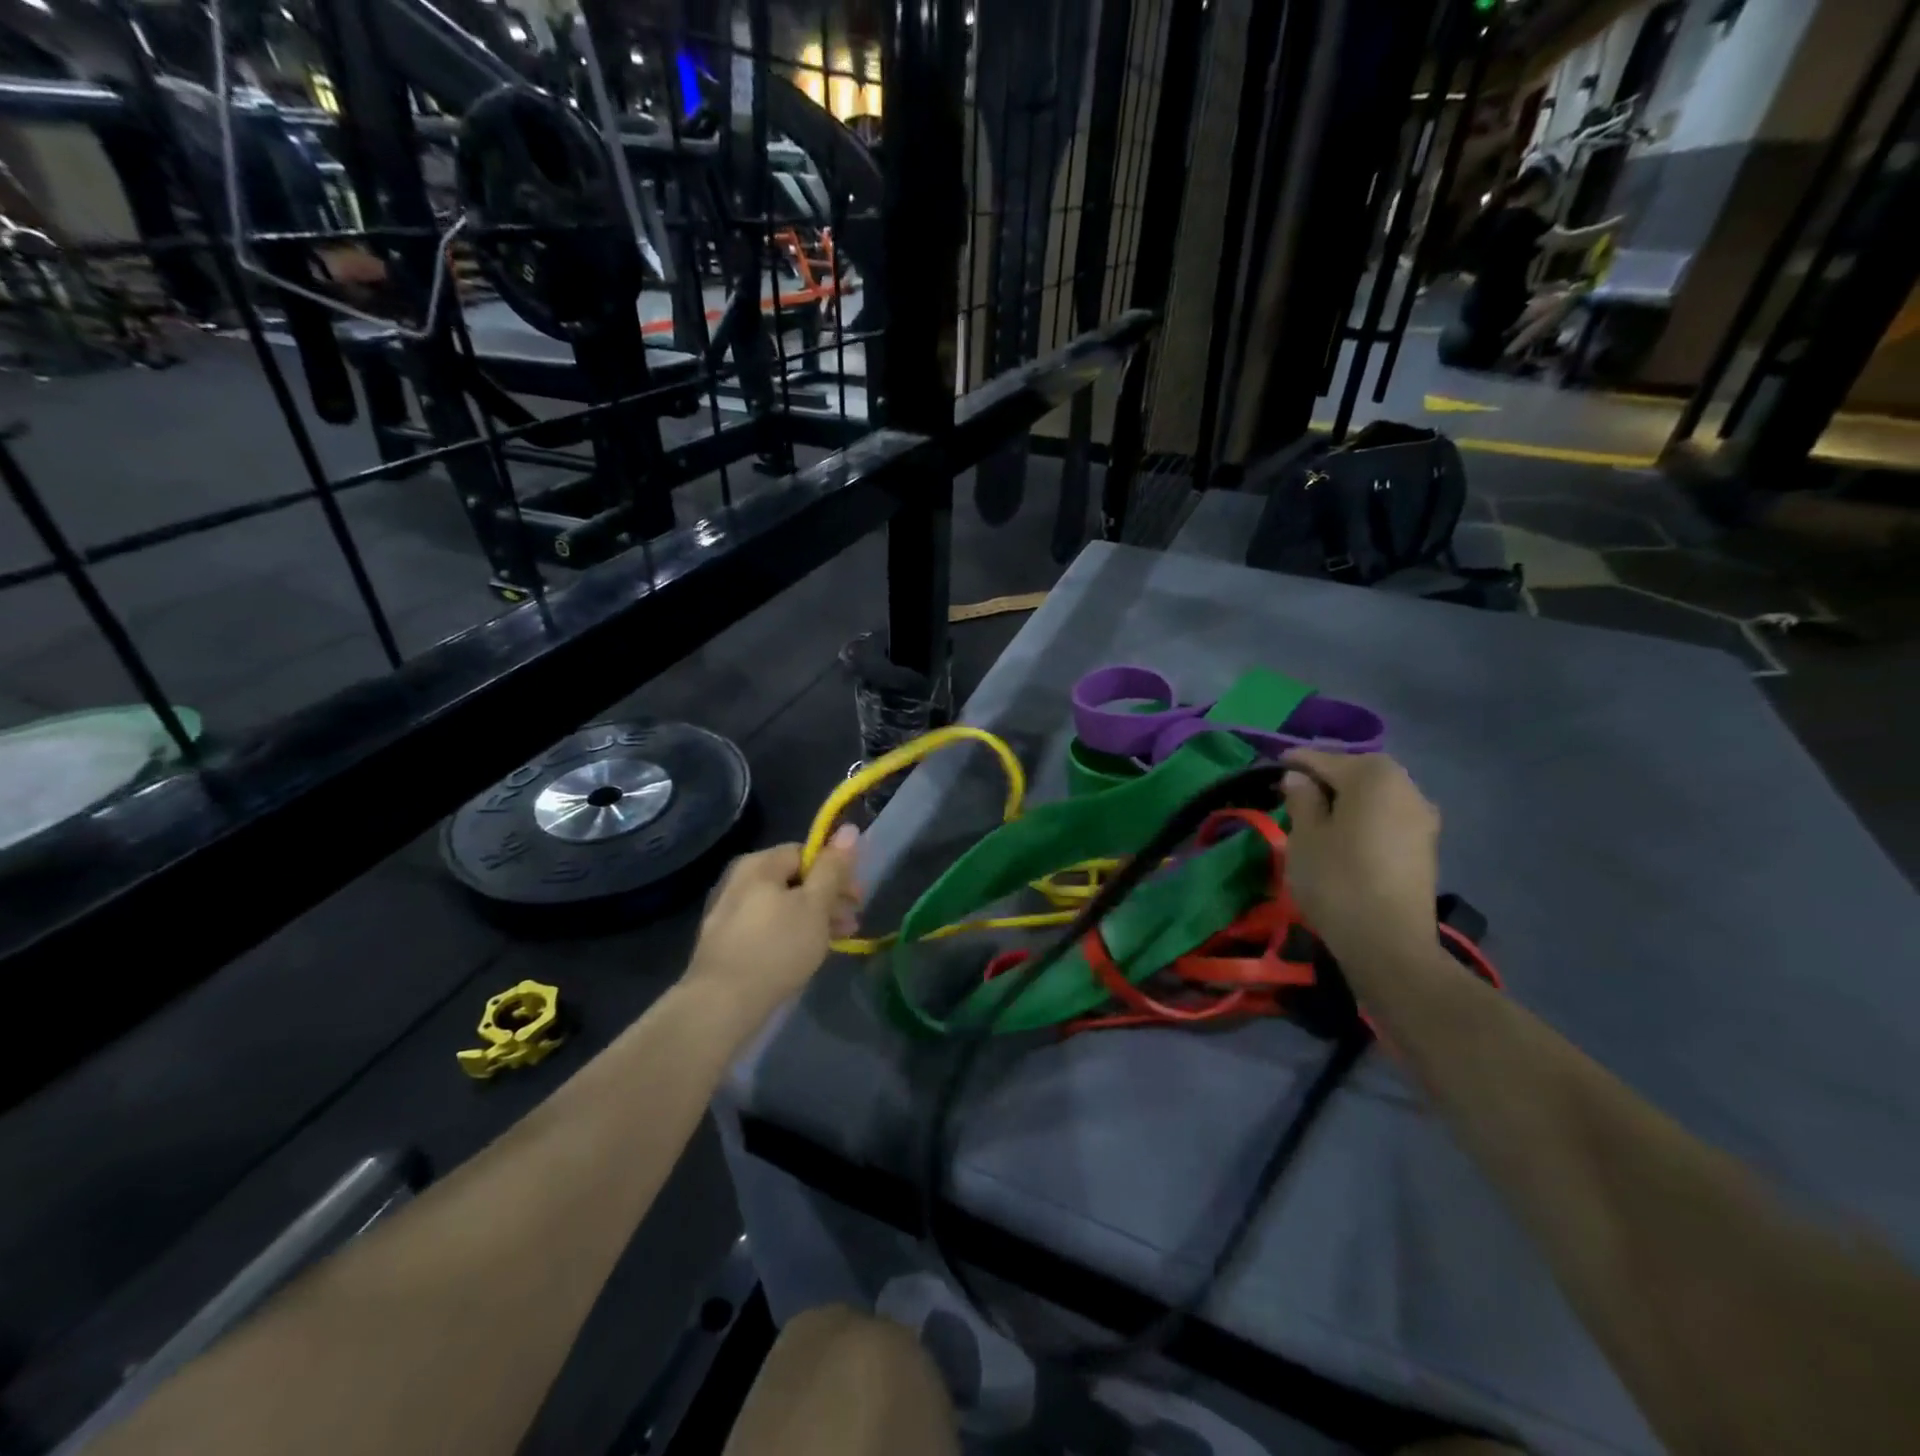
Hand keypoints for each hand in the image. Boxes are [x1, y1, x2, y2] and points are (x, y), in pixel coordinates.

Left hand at [684, 827, 861, 1017]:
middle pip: (794, 880)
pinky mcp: (725, 942)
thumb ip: (833, 867)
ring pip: (782, 906)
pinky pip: (767, 928)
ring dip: (813, 919)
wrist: (721, 1004)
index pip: (805, 852)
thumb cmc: (777, 947)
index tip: (857, 898)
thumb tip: (849, 829)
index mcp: (759, 864)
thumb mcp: (815, 904)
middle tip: (852, 923)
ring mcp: (728, 912)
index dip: (836, 871)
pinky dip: (790, 934)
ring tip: (836, 942)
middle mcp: (739, 880)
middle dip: (828, 898)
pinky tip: (805, 954)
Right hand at [1280, 750, 1440, 974]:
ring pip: (1376, 796)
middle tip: (1295, 792)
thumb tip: (1299, 778)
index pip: (1326, 759)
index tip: (1274, 768)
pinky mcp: (1426, 846)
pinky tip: (1345, 835)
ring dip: (1348, 800)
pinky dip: (1365, 818)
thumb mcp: (1304, 836)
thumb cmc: (1337, 879)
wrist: (1389, 942)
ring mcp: (1423, 817)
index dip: (1296, 763)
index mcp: (1374, 776)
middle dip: (1327, 778)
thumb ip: (1302, 799)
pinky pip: (1388, 817)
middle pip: (1358, 773)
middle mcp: (1407, 787)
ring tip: (1318, 815)